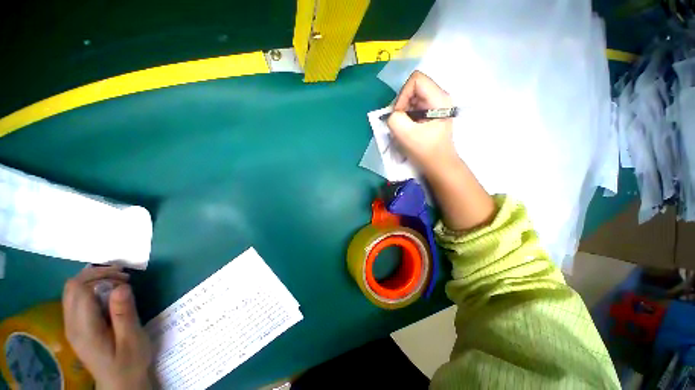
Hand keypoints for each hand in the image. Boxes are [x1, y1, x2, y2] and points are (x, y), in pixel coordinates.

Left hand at [62, 266, 151, 389]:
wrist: (119, 383)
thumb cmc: (129, 363)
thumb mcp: (132, 339)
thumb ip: (124, 313)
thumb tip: (122, 286)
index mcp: (84, 329)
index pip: (81, 290)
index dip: (102, 278)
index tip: (125, 280)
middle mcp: (71, 324)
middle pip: (72, 287)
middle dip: (96, 274)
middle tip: (122, 275)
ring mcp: (71, 325)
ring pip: (72, 290)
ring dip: (93, 279)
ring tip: (117, 280)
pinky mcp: (76, 326)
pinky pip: (76, 298)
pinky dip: (91, 287)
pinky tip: (108, 291)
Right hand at [388, 71, 495, 230]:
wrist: (443, 170)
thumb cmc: (431, 155)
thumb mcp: (410, 137)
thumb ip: (395, 120)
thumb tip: (390, 115)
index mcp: (439, 99)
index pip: (416, 80)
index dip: (403, 96)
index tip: (402, 117)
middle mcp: (439, 100)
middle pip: (412, 90)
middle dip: (401, 107)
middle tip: (401, 127)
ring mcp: (435, 109)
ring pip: (411, 102)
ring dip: (402, 116)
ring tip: (403, 133)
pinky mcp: (430, 119)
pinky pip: (412, 112)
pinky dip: (405, 121)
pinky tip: (406, 134)